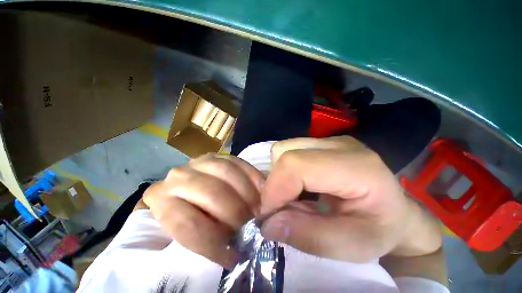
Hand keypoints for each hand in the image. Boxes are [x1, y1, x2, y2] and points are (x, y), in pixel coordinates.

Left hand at [143, 154, 263, 267]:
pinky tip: (261, 190)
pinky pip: (239, 163)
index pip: (188, 225)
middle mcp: (179, 176)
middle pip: (212, 193)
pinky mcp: (220, 155)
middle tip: (251, 226)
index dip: (214, 243)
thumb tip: (237, 249)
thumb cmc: (188, 215)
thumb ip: (208, 238)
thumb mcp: (190, 232)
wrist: (188, 188)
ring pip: (227, 172)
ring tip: (258, 208)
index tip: (234, 256)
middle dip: (236, 212)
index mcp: (162, 201)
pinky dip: (253, 177)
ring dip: (247, 193)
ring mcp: (201, 161)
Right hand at [260, 136, 441, 262]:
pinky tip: (296, 186)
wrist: (395, 210)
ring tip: (290, 197)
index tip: (268, 216)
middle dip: (274, 183)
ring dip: (278, 176)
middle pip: (285, 153)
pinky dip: (284, 170)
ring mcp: (329, 140)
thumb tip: (268, 224)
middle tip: (278, 209)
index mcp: (356, 166)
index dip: (275, 189)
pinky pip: (289, 151)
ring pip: (283, 149)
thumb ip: (308, 236)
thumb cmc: (382, 231)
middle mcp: (339, 145)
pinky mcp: (320, 143)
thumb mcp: (352, 246)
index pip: (296, 164)